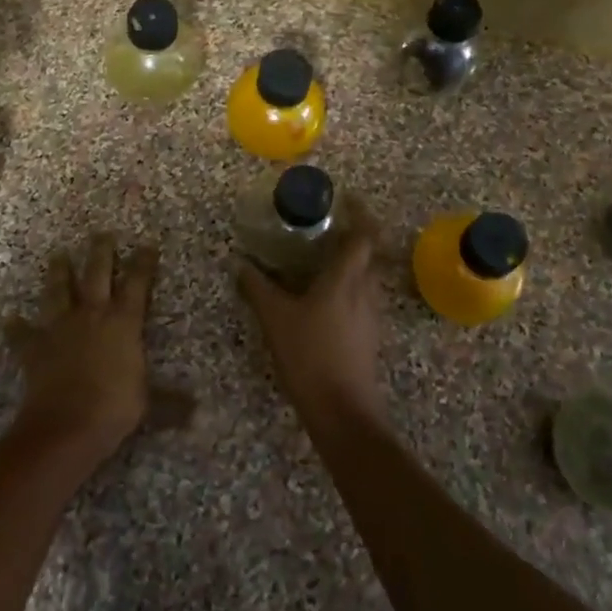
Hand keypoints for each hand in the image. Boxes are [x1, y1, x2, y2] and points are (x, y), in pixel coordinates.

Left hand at [5, 233, 154, 466]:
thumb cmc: (113, 408)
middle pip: (97, 274)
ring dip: (59, 273)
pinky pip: (22, 333)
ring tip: (58, 256)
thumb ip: (171, 403)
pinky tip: (9, 319)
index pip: (137, 284)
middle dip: (101, 252)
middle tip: (101, 233)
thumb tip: (198, 414)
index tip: (147, 244)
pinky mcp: (35, 347)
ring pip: (59, 291)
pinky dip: (16, 327)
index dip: (143, 263)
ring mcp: (60, 328)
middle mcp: (92, 315)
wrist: (66, 425)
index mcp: (123, 322)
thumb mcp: (149, 404)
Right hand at [236, 228, 385, 434]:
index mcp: (346, 278)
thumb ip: (257, 288)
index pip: (364, 235)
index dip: (360, 212)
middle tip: (326, 228)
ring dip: (350, 263)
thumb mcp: (275, 318)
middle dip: (353, 236)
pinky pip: (362, 298)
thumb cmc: (310, 355)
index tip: (346, 198)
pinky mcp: (369, 336)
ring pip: (366, 277)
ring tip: (321, 260)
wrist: (343, 412)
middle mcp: (365, 291)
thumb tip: (240, 263)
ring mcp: (371, 315)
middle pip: (368, 254)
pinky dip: (348, 288)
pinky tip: (323, 299)